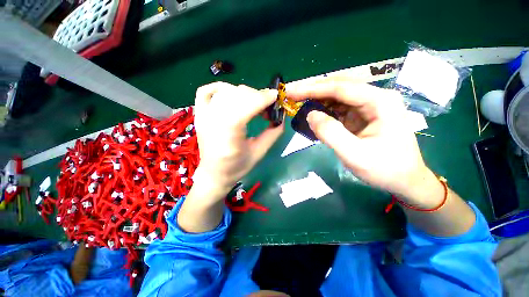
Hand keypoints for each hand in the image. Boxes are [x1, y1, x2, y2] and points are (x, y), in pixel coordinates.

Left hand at [192, 82, 283, 203]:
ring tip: (253, 104)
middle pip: (238, 94)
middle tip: (268, 106)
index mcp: (229, 134)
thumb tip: (282, 116)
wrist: (214, 174)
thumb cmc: (237, 167)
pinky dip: (221, 87)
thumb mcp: (259, 152)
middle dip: (258, 95)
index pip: (248, 104)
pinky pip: (206, 90)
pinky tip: (231, 94)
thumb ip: (273, 133)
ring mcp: (203, 115)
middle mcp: (213, 120)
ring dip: (244, 93)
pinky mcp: (199, 114)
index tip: (277, 97)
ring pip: (226, 90)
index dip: (265, 98)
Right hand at [287, 78, 430, 201]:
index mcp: (380, 102)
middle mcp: (375, 98)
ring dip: (317, 98)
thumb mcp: (355, 155)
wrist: (404, 180)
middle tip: (291, 94)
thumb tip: (310, 114)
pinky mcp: (361, 115)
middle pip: (339, 87)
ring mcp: (368, 106)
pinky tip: (313, 112)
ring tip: (298, 102)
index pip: (340, 88)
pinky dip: (323, 108)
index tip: (291, 91)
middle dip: (313, 89)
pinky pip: (339, 107)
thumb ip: (331, 133)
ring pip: (337, 96)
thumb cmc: (384, 169)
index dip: (313, 88)